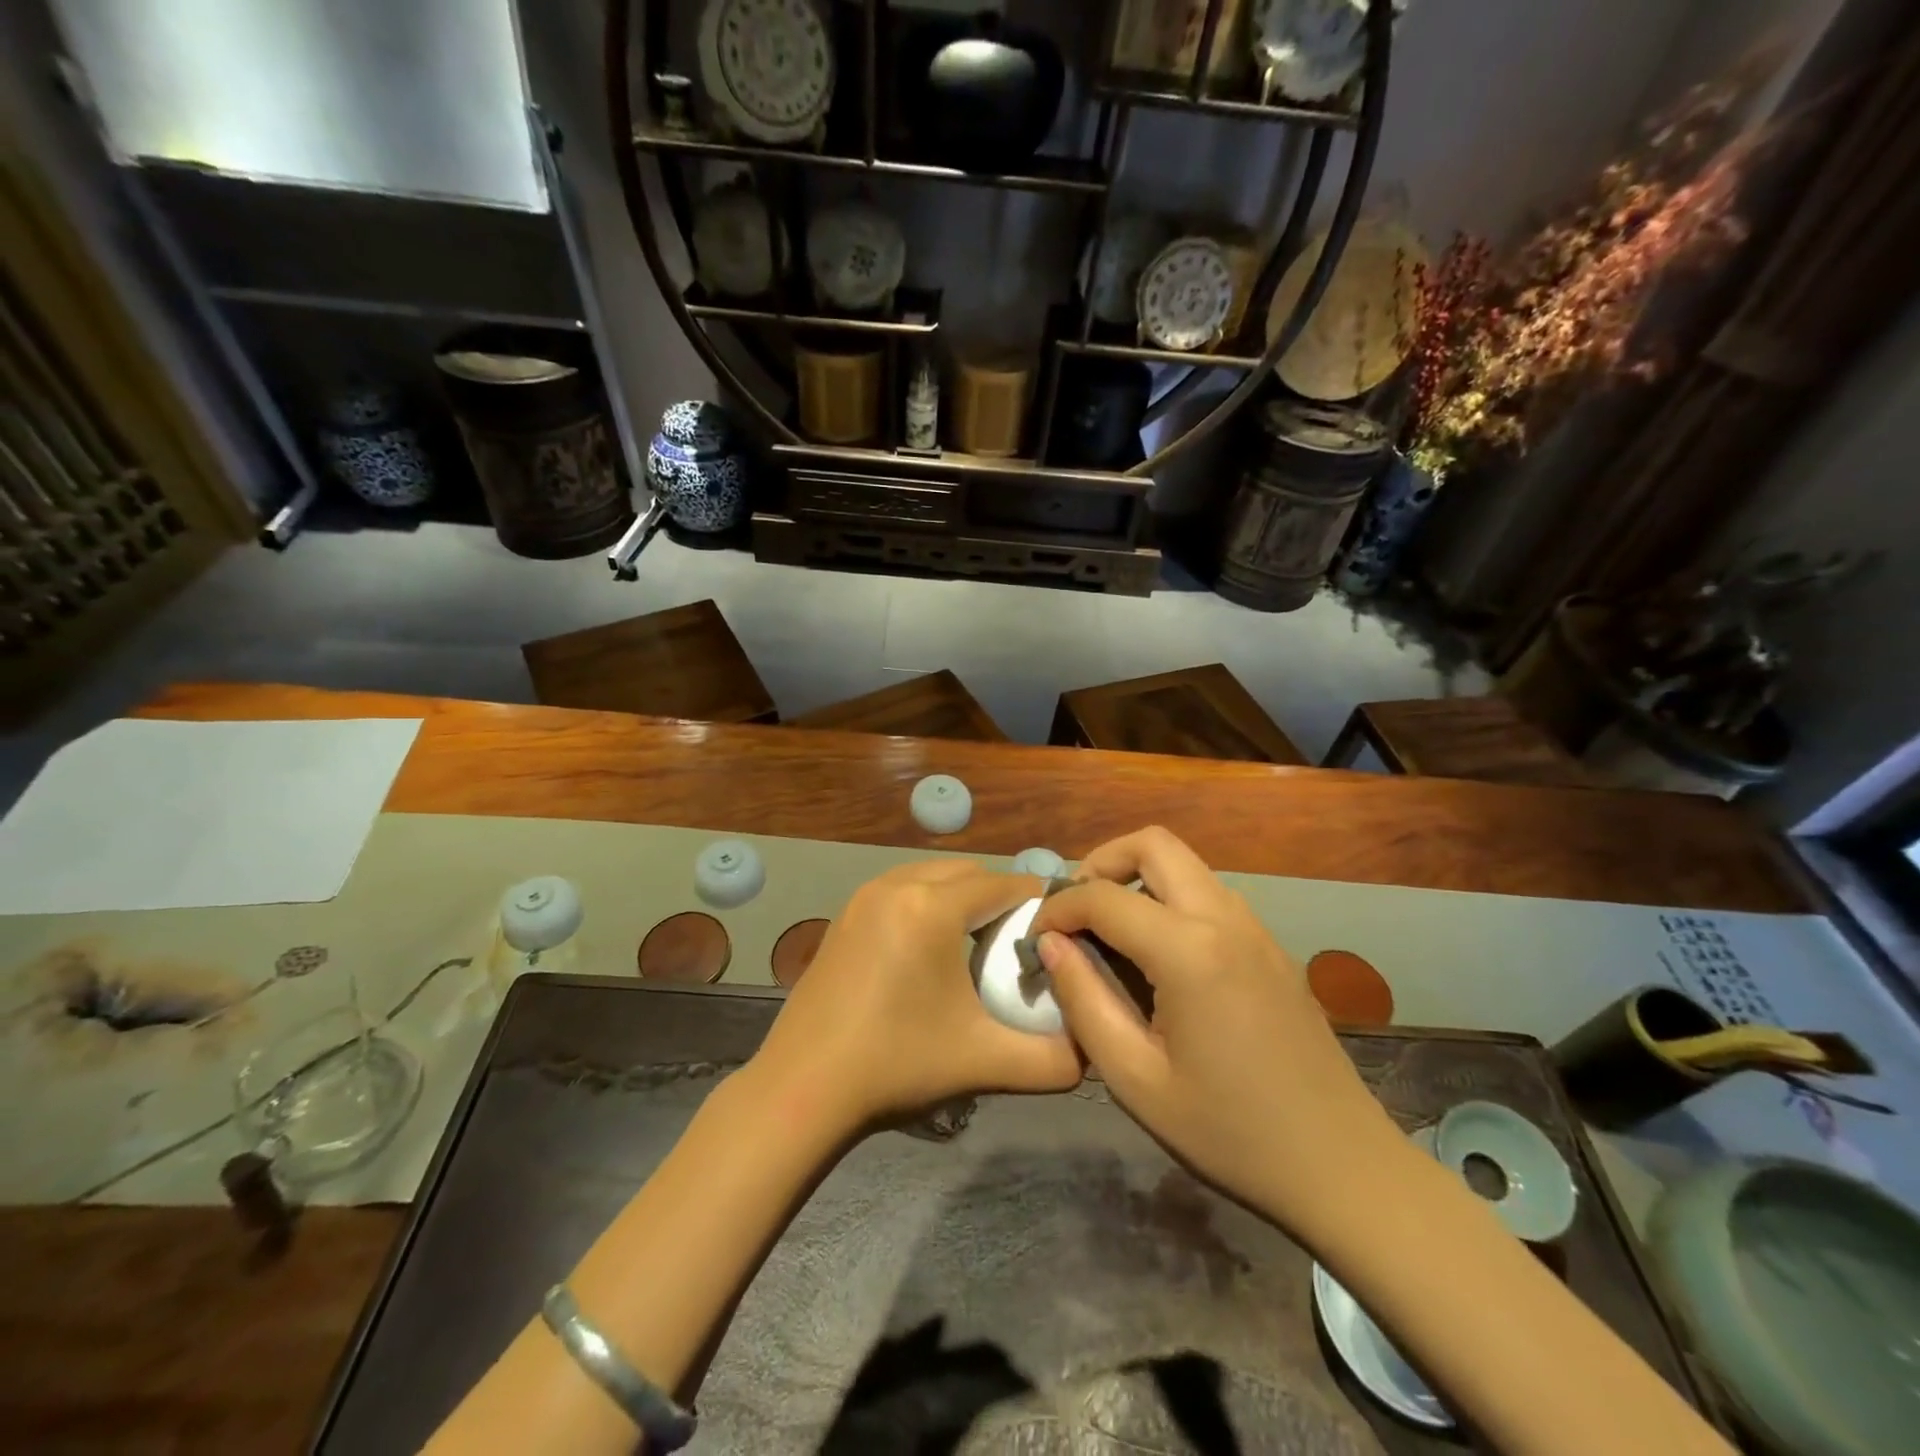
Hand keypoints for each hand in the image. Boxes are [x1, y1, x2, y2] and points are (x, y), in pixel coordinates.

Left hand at [752, 861, 1082, 1134]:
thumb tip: (1092, 1051)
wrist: (802, 1089)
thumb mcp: (984, 1062)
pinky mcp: (844, 916)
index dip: (1036, 901)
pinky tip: (929, 953)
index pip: (1002, 884)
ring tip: (976, 946)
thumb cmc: (897, 1066)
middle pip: (967, 873)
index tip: (1058, 929)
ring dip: (961, 898)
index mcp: (932, 907)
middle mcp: (896, 886)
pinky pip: (901, 890)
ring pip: (931, 876)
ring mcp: (863, 898)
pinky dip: (926, 904)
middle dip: (998, 898)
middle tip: (1018, 943)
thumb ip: (1052, 1060)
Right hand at [1031, 828, 1399, 1234]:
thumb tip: (1051, 944)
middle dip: (1101, 862)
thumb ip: (1083, 1001)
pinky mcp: (1270, 946)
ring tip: (1109, 931)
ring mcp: (1255, 928)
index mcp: (1189, 951)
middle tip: (1075, 910)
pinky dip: (1169, 898)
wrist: (1341, 1166)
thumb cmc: (1229, 1132)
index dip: (1058, 908)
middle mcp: (1225, 919)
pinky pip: (1209, 894)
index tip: (1036, 938)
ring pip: (1185, 864)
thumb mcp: (1135, 1079)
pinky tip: (1157, 955)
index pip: (1103, 897)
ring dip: (1138, 878)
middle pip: (1154, 844)